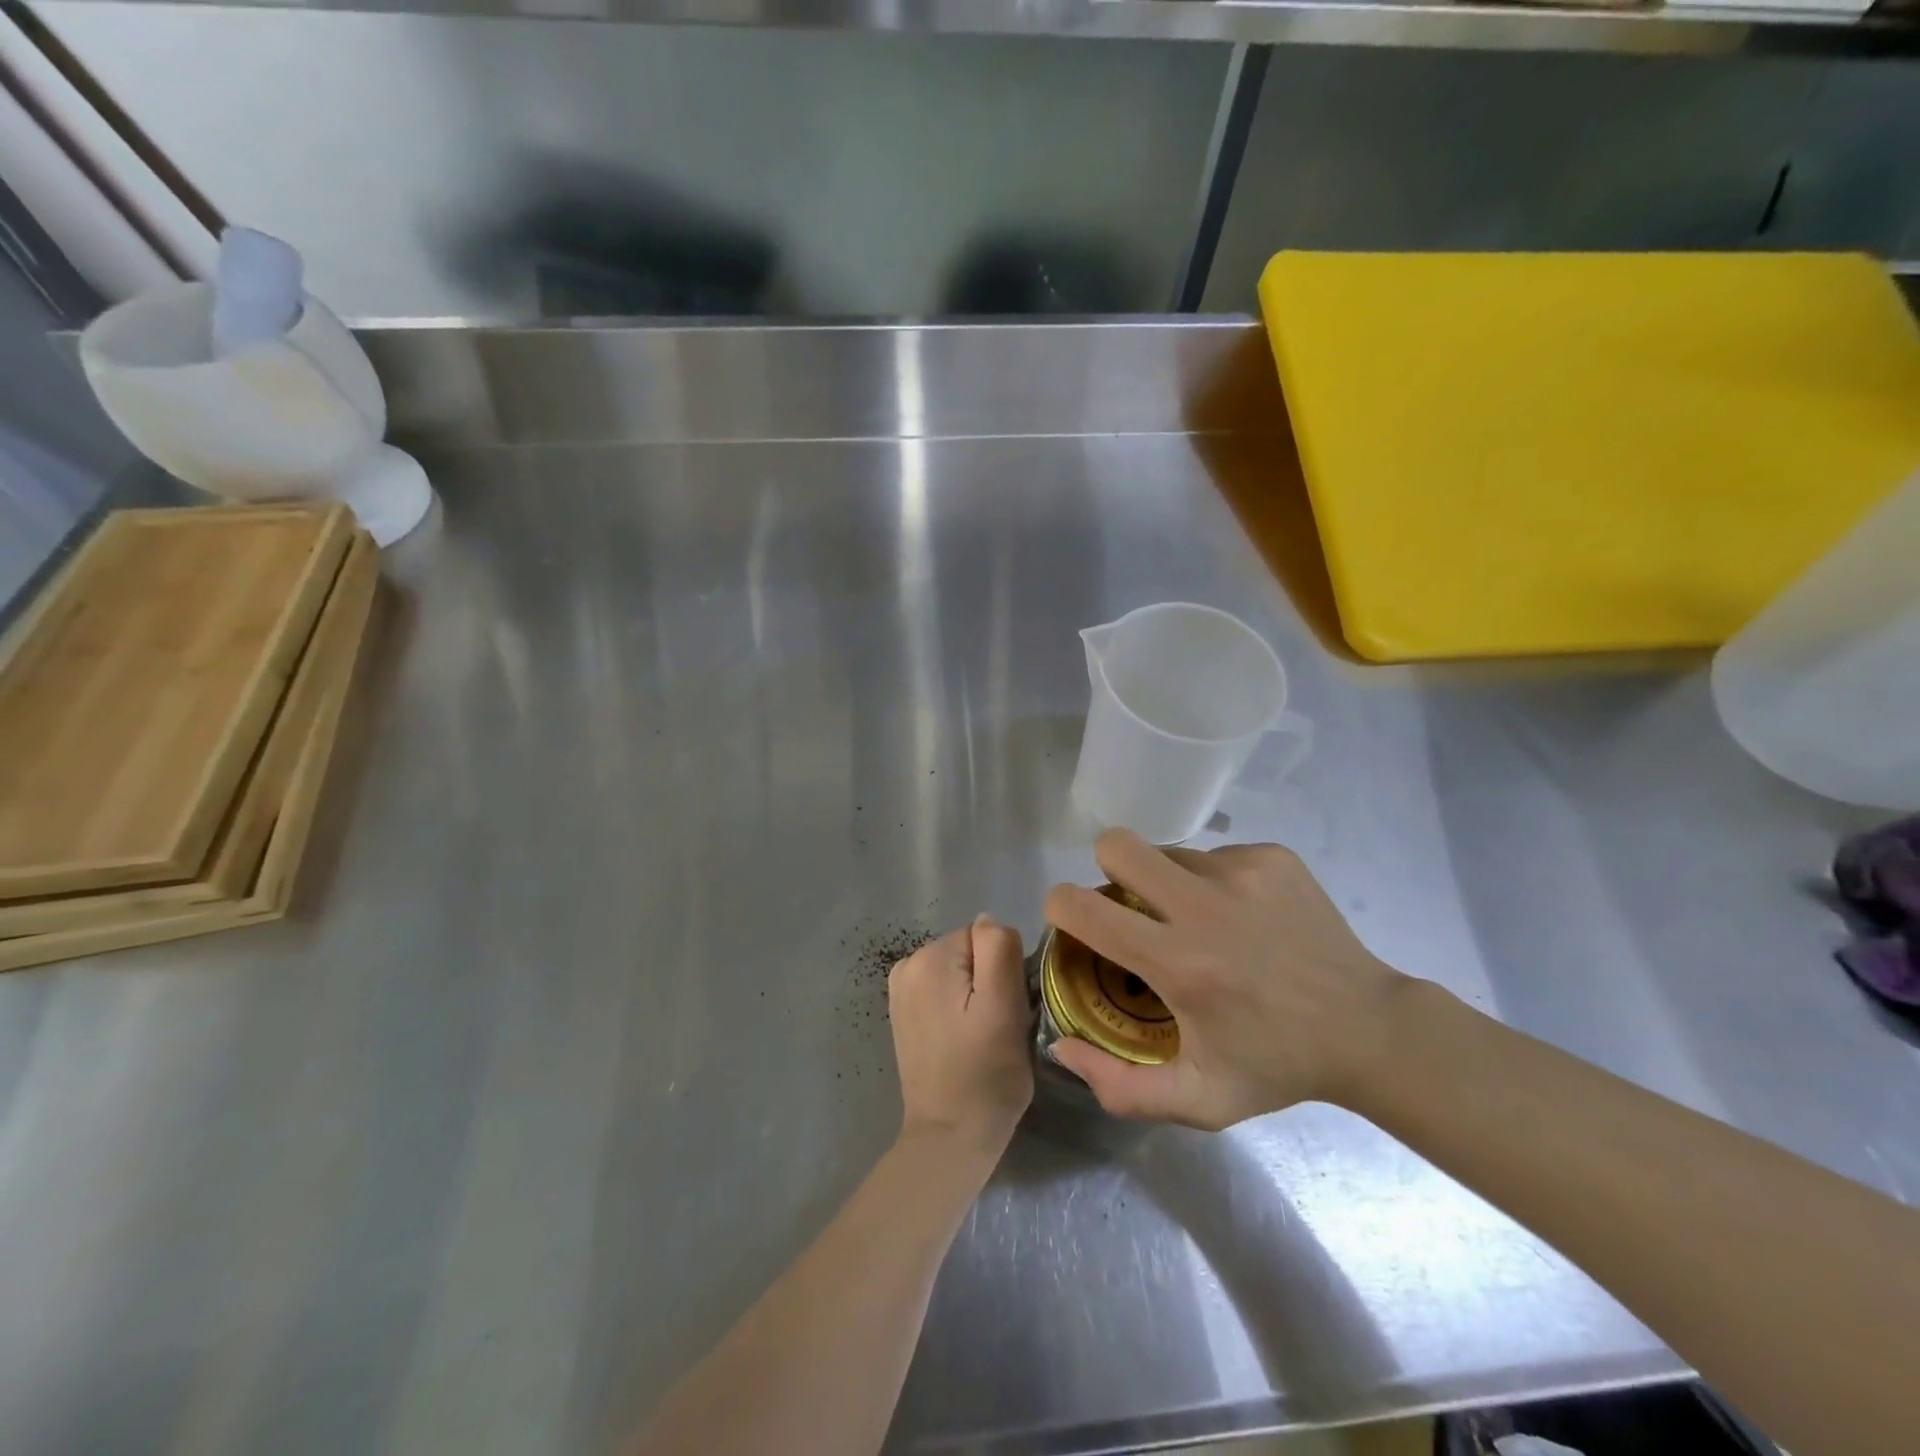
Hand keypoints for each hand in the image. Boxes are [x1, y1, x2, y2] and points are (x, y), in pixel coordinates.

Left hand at [889, 914, 1033, 1159]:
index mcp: (931, 957)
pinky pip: (942, 989)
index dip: (1004, 969)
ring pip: (958, 970)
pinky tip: (959, 1037)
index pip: (986, 936)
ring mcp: (900, 988)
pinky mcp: (902, 1011)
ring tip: (978, 1034)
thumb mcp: (1005, 1005)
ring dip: (973, 993)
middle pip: (969, 950)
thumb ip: (998, 948)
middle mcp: (908, 963)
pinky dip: (956, 1005)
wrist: (949, 1135)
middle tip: (996, 1024)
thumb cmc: (986, 1074)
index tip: (1007, 1007)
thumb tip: (988, 920)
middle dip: (988, 979)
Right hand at [1043, 829, 1406, 1129]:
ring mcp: (1242, 872)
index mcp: (1178, 963)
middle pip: (1116, 844)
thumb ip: (1119, 1088)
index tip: (1076, 927)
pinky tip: (1244, 918)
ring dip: (1168, 883)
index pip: (1080, 905)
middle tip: (1131, 907)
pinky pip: (1214, 855)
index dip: (1060, 908)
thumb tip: (1061, 1047)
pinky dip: (1214, 882)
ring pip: (1168, 853)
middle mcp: (1204, 906)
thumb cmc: (1277, 1065)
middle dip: (1108, 870)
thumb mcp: (1198, 1100)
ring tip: (1202, 922)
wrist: (1370, 1029)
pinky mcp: (1273, 857)